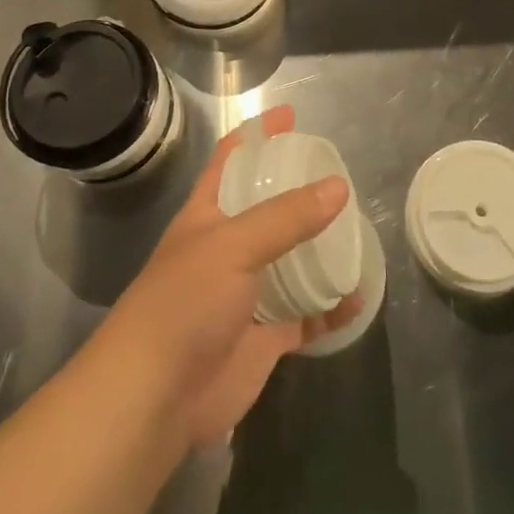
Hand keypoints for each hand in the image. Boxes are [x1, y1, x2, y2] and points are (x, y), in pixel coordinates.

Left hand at [103, 106, 361, 448]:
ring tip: (357, 229)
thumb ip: (286, 217)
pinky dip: (332, 307)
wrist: (154, 398)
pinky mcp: (265, 337)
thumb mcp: (233, 245)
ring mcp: (247, 294)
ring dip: (320, 248)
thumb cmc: (184, 303)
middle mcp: (227, 248)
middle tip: (339, 175)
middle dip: (298, 191)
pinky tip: (358, 296)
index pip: (231, 159)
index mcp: (208, 214)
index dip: (257, 134)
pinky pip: (306, 315)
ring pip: (290, 260)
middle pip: (267, 208)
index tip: (291, 115)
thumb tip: (339, 187)